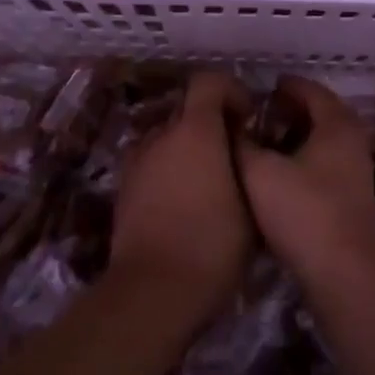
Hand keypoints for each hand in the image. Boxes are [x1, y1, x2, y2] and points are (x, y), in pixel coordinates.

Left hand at [110, 70, 253, 328]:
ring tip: (208, 182)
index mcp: (195, 130)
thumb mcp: (251, 204)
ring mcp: (137, 161)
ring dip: (187, 148)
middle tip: (232, 153)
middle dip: (210, 123)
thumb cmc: (212, 244)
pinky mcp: (123, 190)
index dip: (230, 90)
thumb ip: (247, 164)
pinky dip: (168, 172)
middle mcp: (162, 135)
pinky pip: (152, 165)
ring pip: (167, 139)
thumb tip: (242, 149)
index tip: (247, 117)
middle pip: (187, 110)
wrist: (152, 292)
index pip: (208, 81)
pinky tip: (184, 204)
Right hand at [236, 76, 374, 290]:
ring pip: (323, 139)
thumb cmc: (304, 212)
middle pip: (320, 112)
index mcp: (336, 122)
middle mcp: (352, 139)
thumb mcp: (260, 172)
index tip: (259, 90)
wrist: (345, 273)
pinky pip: (326, 162)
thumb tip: (234, 126)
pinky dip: (304, 158)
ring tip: (264, 143)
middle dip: (289, 110)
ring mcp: (356, 168)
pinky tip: (280, 174)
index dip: (284, 86)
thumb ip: (243, 143)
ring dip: (296, 136)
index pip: (309, 89)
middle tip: (259, 115)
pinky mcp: (352, 196)